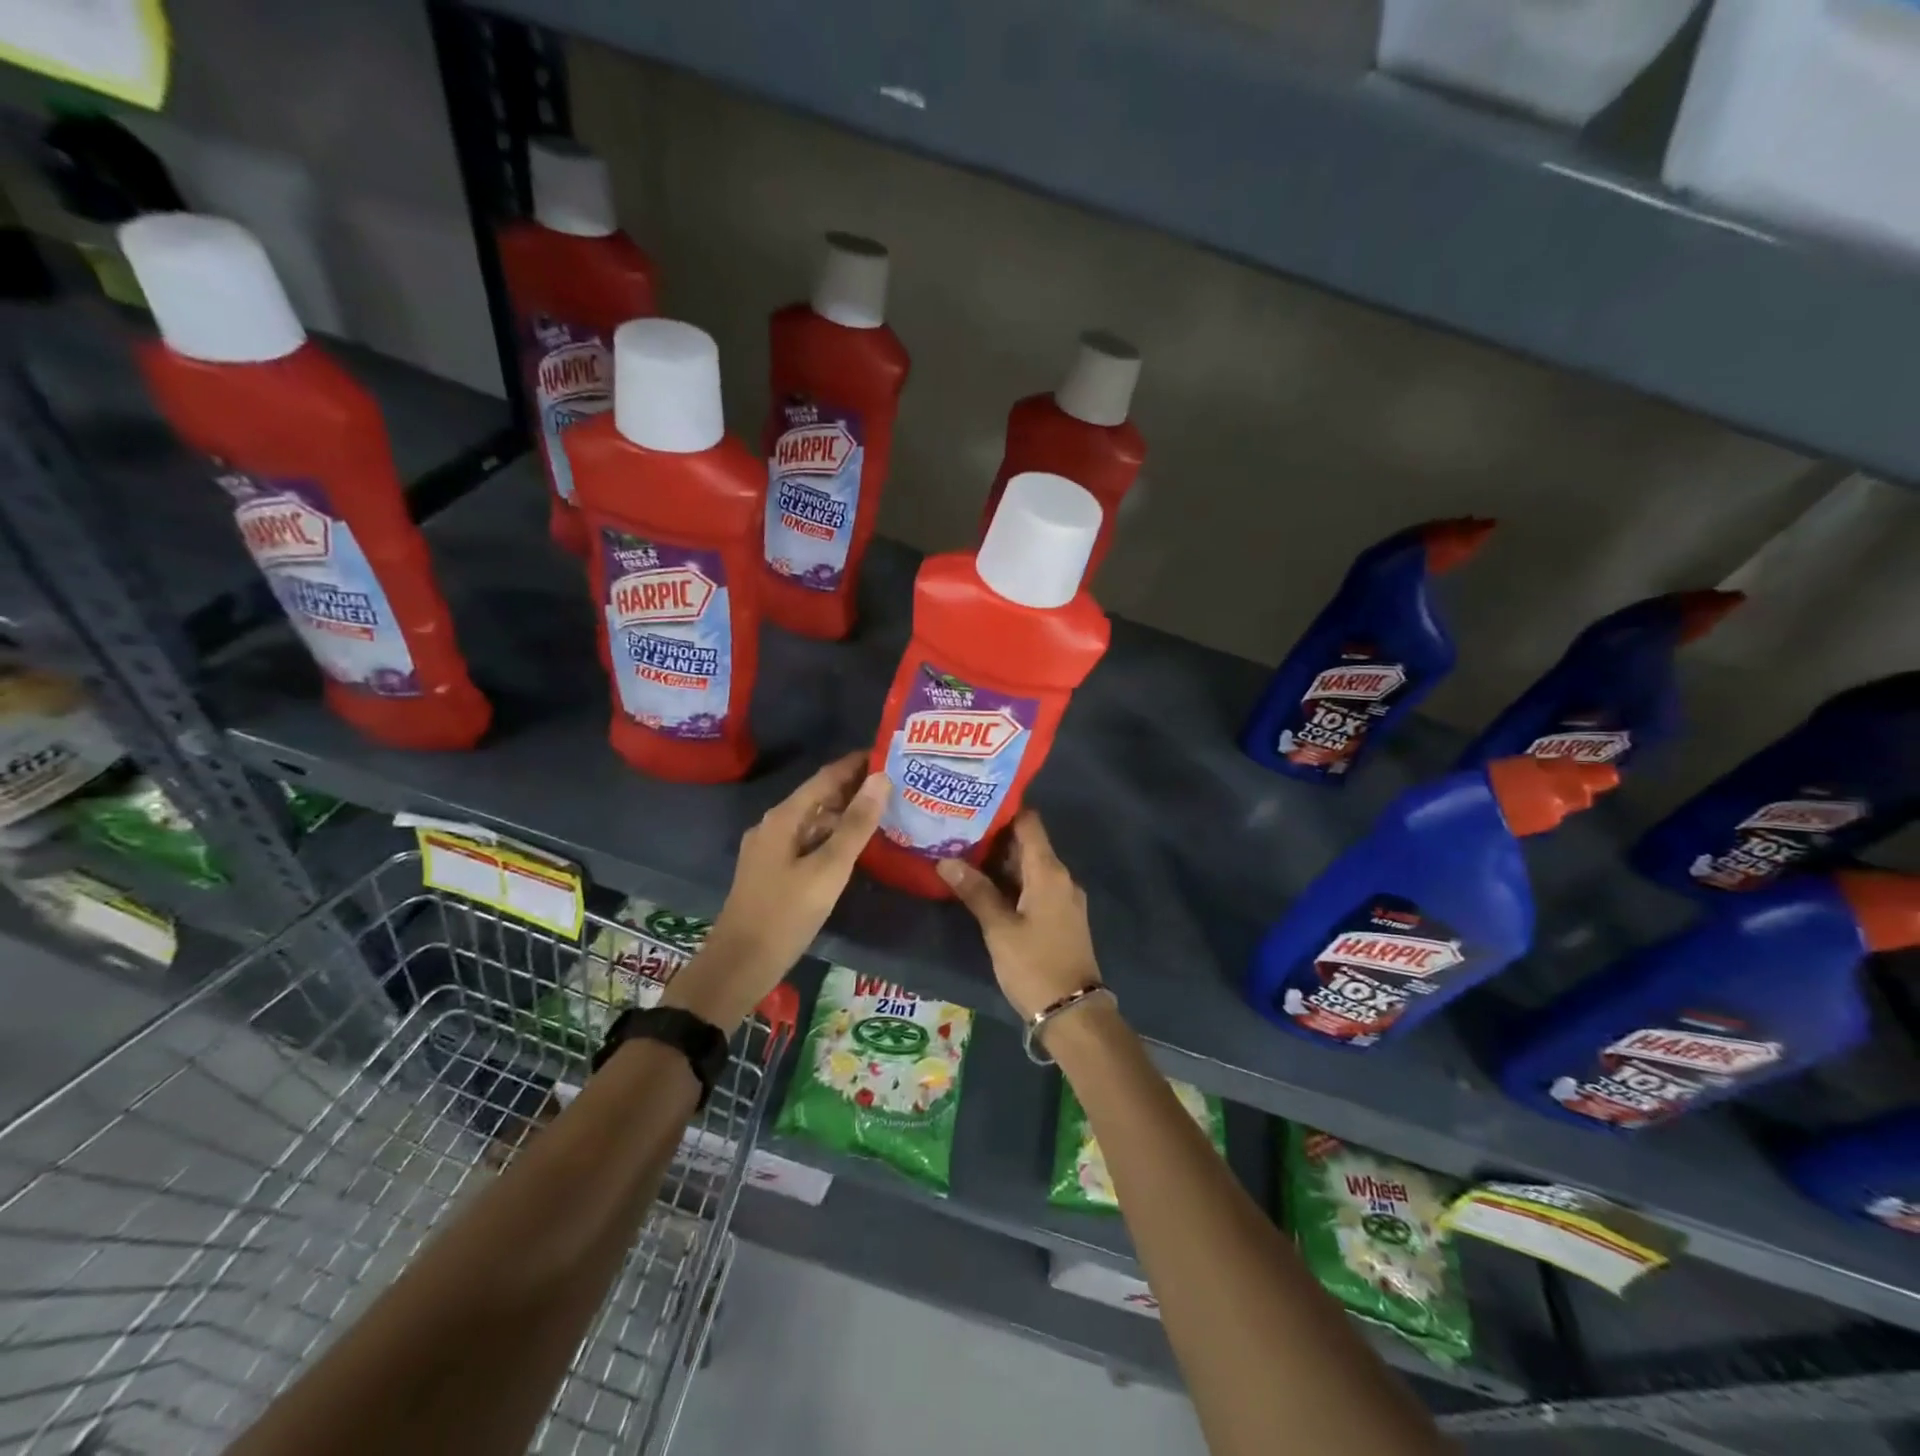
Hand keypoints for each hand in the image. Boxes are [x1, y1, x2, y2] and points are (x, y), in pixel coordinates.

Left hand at [666, 751, 887, 1028]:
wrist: (739, 965)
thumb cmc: (785, 914)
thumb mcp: (828, 870)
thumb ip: (856, 825)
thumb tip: (881, 779)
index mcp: (784, 818)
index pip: (826, 777)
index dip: (857, 764)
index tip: (891, 754)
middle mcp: (775, 825)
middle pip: (820, 797)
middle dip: (855, 788)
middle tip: (897, 783)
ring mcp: (771, 849)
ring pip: (815, 821)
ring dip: (846, 814)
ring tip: (885, 811)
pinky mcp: (773, 871)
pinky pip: (809, 841)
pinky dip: (834, 837)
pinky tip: (856, 847)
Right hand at [937, 811, 1101, 1021]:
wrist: (1073, 1012)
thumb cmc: (1034, 965)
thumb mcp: (999, 929)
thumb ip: (975, 891)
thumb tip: (945, 860)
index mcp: (1049, 872)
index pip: (1029, 823)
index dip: (1004, 810)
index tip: (973, 805)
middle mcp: (1061, 877)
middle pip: (1028, 844)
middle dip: (995, 837)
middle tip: (957, 830)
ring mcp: (1063, 898)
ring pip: (1030, 867)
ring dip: (1001, 862)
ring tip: (963, 854)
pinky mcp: (1061, 916)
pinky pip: (1035, 886)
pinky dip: (1012, 882)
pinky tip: (984, 887)